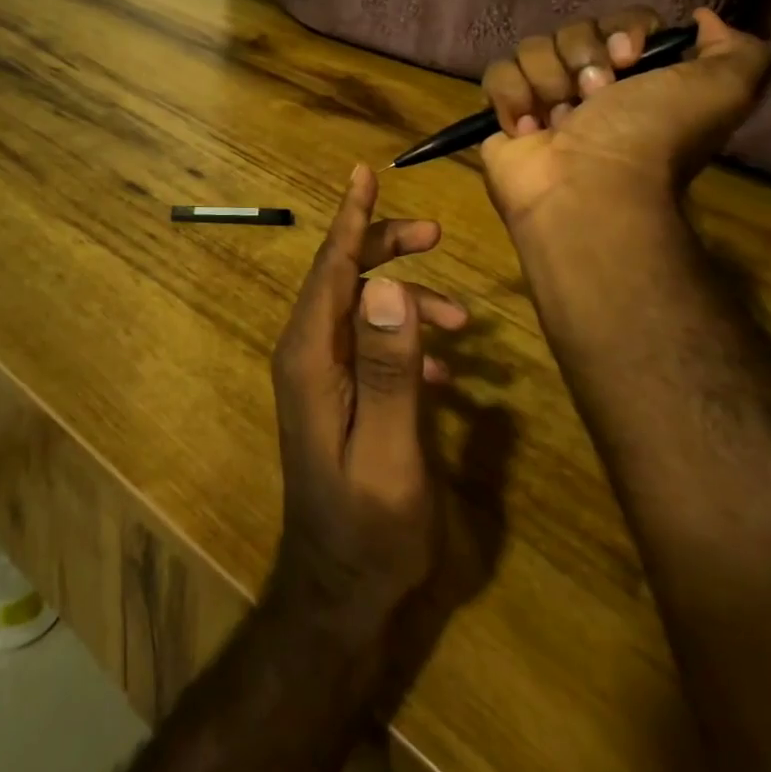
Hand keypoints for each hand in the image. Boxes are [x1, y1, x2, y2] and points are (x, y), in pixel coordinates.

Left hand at [268, 165, 467, 633]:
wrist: (341, 598)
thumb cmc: (368, 530)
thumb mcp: (389, 451)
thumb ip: (388, 368)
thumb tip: (388, 285)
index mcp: (310, 357)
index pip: (330, 268)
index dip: (349, 218)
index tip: (363, 173)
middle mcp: (309, 356)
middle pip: (344, 278)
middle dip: (386, 249)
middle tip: (434, 235)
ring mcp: (322, 377)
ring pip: (363, 310)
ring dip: (408, 302)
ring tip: (462, 321)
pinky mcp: (341, 397)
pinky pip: (373, 346)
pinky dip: (406, 342)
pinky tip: (444, 371)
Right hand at [479, 5, 770, 233]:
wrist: (588, 187)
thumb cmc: (649, 137)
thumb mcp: (724, 90)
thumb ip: (736, 50)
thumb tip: (701, 18)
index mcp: (638, 77)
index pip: (620, 21)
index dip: (622, 31)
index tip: (629, 58)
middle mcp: (590, 84)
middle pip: (573, 30)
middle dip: (582, 58)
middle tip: (594, 97)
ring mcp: (543, 98)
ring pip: (532, 48)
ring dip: (548, 81)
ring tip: (559, 121)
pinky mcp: (503, 113)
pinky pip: (497, 74)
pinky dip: (512, 98)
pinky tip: (528, 129)